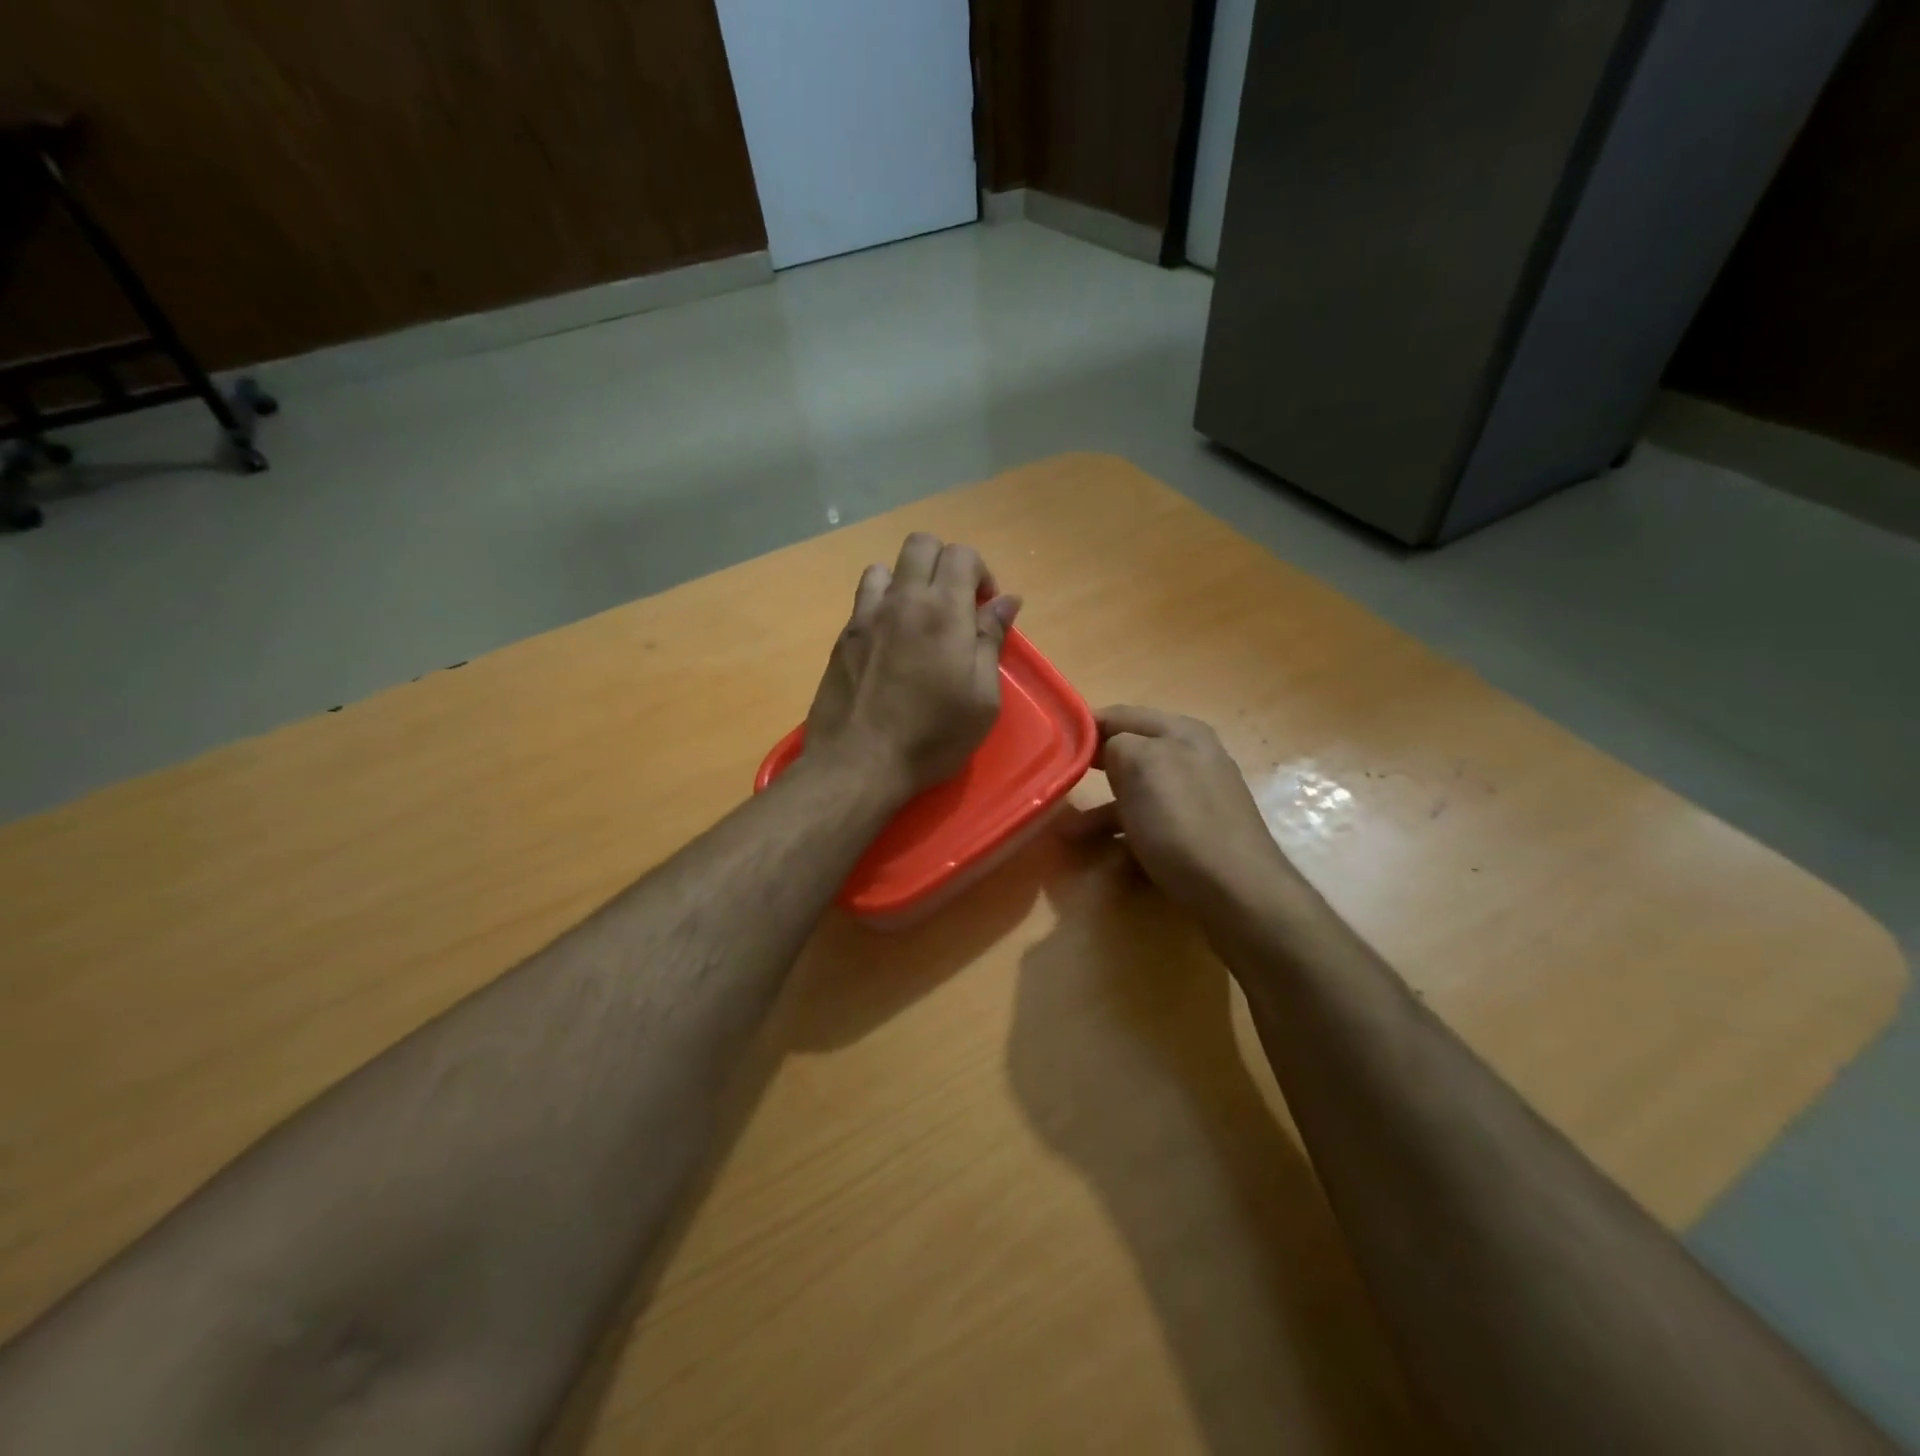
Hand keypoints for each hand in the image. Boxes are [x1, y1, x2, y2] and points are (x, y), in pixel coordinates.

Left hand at [803, 532, 1021, 797]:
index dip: (980, 573)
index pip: (961, 554)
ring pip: (887, 567)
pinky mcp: (844, 636)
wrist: (859, 763)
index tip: (985, 609)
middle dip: (945, 564)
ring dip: (909, 581)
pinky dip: (883, 603)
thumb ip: (991, 640)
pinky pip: (864, 598)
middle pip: (922, 545)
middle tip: (956, 605)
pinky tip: (890, 640)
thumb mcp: (982, 698)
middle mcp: (903, 600)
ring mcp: (867, 615)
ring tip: (918, 618)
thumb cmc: (932, 737)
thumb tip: (1006, 601)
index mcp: (944, 611)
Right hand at [1071, 706, 1294, 909]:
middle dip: (1091, 768)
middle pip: (1129, 754)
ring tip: (1064, 831)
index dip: (1084, 726)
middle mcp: (1192, 758)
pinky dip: (1122, 835)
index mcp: (1181, 732)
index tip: (1049, 743)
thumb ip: (1116, 744)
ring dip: (1099, 810)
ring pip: (1135, 794)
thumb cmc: (1181, 821)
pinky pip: (1149, 825)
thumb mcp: (1141, 766)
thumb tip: (1109, 750)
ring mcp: (1197, 798)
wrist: (1237, 892)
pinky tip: (1102, 855)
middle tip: (1054, 780)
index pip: (1121, 715)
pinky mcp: (1196, 835)